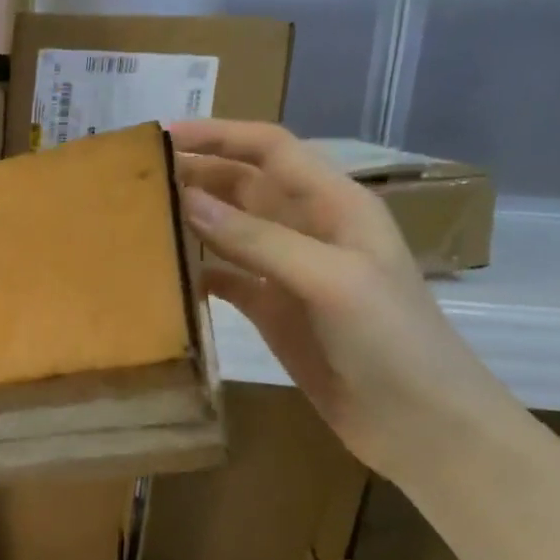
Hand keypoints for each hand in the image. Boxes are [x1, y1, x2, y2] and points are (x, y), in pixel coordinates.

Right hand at [170, 120, 513, 479]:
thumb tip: (187, 199)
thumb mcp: (328, 279)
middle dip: (197, 173)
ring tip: (140, 216)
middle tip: (139, 177)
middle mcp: (309, 230)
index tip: (164, 135)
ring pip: (230, 230)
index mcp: (335, 205)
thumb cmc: (390, 341)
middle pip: (245, 185)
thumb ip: (257, 239)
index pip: (271, 150)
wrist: (420, 424)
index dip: (221, 135)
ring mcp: (289, 272)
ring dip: (192, 219)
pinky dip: (197, 271)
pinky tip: (165, 274)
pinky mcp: (274, 311)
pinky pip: (226, 278)